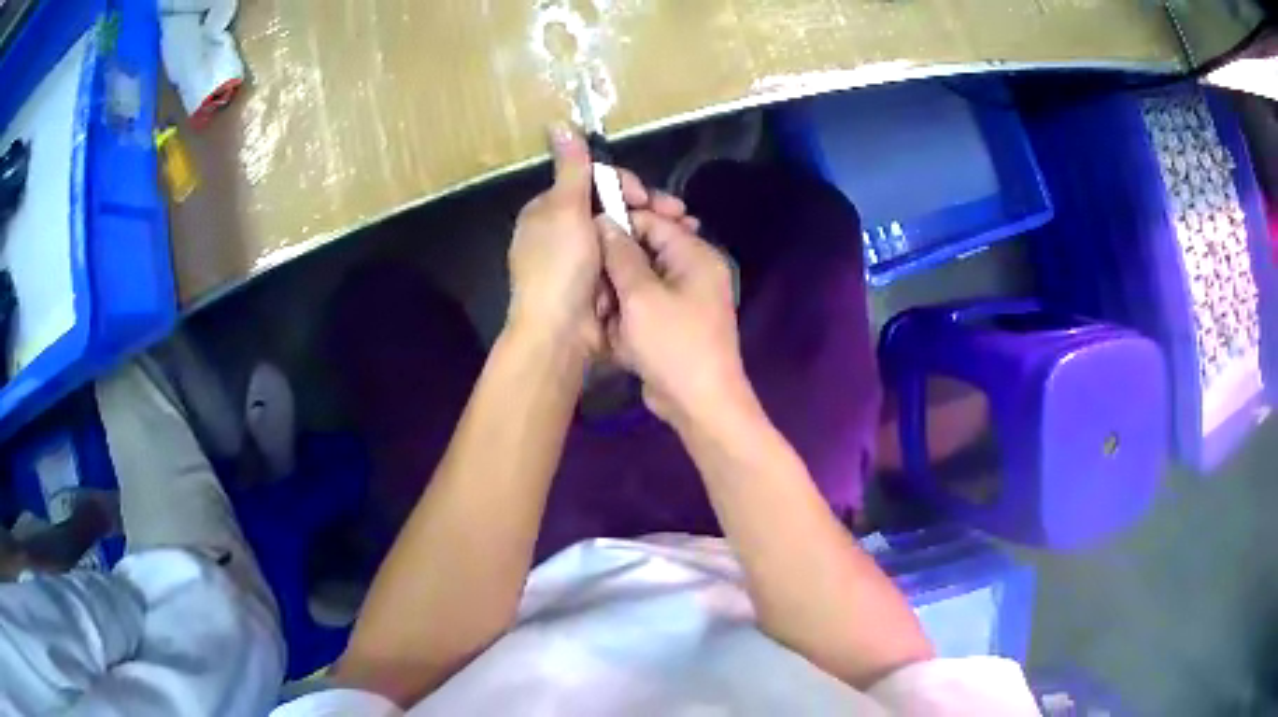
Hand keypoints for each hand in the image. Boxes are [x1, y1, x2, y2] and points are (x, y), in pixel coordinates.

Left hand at [507, 125, 700, 357]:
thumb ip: (571, 169)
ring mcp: (587, 262)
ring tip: (689, 233)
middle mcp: (567, 233)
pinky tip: (677, 256)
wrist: (560, 335)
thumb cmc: (558, 268)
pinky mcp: (604, 286)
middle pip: (615, 208)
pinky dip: (652, 255)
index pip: (593, 183)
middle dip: (649, 208)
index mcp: (550, 211)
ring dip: (657, 231)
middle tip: (682, 216)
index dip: (623, 185)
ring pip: (627, 234)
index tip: (645, 197)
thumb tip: (558, 124)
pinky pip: (631, 261)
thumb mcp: (564, 211)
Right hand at [598, 211, 751, 427]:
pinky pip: (644, 307)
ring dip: (618, 299)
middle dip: (616, 270)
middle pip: (643, 252)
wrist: (699, 403)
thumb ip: (621, 254)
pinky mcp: (672, 324)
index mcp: (694, 255)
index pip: (653, 221)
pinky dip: (628, 319)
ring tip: (607, 319)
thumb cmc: (673, 344)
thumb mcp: (640, 295)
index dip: (619, 225)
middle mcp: (692, 271)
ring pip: (638, 282)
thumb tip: (605, 221)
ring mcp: (683, 299)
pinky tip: (617, 338)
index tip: (587, 238)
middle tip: (599, 291)